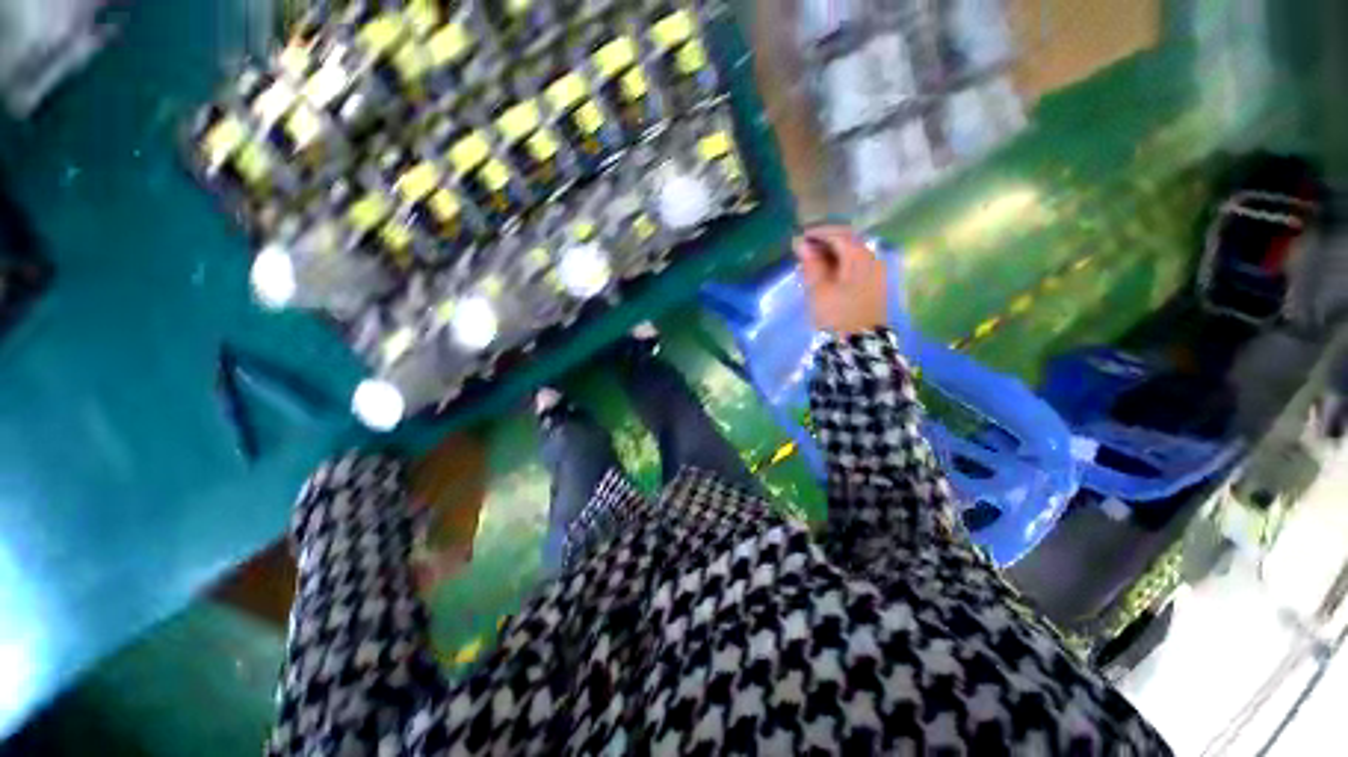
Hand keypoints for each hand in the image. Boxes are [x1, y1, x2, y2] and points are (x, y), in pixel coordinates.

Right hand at [794, 225, 887, 336]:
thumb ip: (811, 263)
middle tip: (805, 248)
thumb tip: (802, 244)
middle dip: (826, 241)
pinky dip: (840, 262)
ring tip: (812, 260)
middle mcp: (872, 259)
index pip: (839, 234)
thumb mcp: (818, 289)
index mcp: (860, 258)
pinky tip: (827, 271)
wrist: (858, 344)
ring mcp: (875, 272)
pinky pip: (856, 264)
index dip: (819, 233)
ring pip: (853, 252)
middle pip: (849, 240)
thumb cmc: (836, 315)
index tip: (800, 237)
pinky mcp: (874, 284)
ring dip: (832, 252)